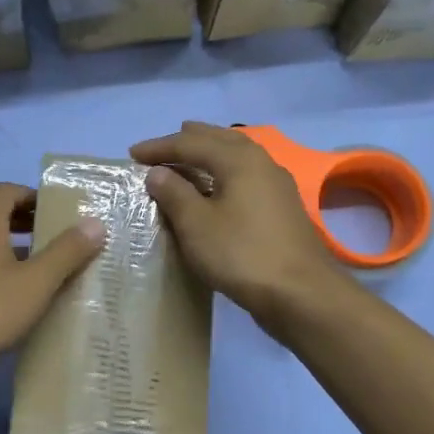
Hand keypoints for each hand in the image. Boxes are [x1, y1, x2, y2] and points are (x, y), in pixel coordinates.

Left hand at [0, 183, 104, 382]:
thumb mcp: (35, 284)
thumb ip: (67, 252)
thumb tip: (94, 223)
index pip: (7, 191)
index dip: (34, 197)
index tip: (58, 214)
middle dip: (23, 224)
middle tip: (53, 243)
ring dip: (5, 250)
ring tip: (33, 275)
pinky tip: (0, 301)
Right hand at [131, 121, 347, 332]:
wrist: (300, 293)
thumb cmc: (241, 254)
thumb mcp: (197, 224)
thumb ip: (174, 193)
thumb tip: (157, 172)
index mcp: (238, 160)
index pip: (191, 143)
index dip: (159, 147)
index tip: (132, 154)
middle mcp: (261, 162)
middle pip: (220, 140)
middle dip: (189, 140)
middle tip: (164, 145)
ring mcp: (276, 184)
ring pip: (237, 155)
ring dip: (210, 152)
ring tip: (190, 157)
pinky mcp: (282, 207)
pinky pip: (246, 175)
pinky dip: (225, 171)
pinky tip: (219, 186)